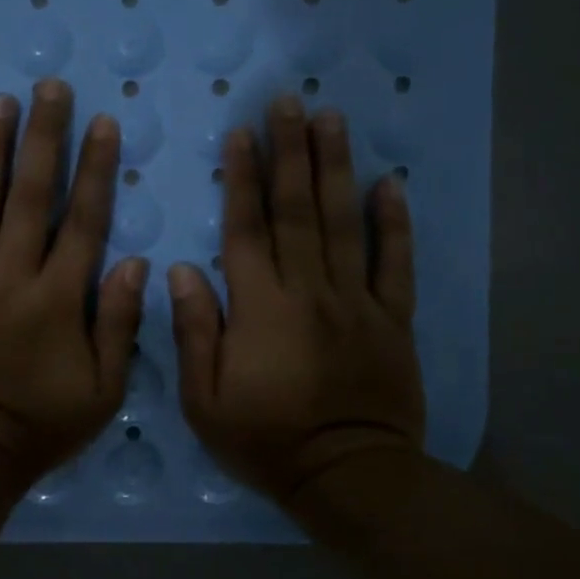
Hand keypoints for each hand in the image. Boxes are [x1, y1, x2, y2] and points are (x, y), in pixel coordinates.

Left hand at [0, 79, 147, 490]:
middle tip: (48, 87)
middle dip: (42, 139)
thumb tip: (137, 264)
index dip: (95, 169)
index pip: (83, 221)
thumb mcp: (102, 392)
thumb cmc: (38, 428)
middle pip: (30, 198)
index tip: (101, 122)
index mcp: (58, 298)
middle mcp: (10, 277)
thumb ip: (120, 326)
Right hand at [169, 95, 424, 507]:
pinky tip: (390, 183)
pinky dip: (396, 222)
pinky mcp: (393, 319)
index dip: (242, 179)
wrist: (347, 476)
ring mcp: (357, 302)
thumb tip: (182, 269)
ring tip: (332, 119)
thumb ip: (194, 332)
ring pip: (345, 224)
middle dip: (290, 152)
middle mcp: (310, 291)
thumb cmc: (266, 442)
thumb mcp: (204, 401)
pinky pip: (397, 263)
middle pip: (298, 211)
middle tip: (288, 101)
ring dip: (337, 168)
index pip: (247, 230)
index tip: (241, 134)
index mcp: (260, 309)